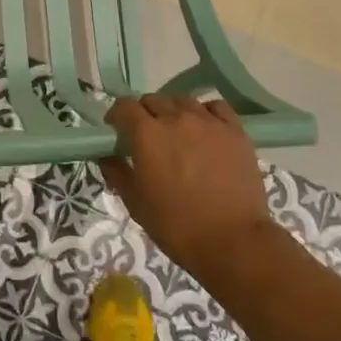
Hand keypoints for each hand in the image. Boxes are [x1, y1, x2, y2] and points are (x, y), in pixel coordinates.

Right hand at [103, 94, 279, 278]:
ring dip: (173, 111)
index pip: (124, 106)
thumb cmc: (177, 226)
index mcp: (147, 134)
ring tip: (177, 132)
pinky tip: (205, 129)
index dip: (117, 116)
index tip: (117, 131)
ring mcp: (208, 122)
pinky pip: (215, 107)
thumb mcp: (136, 204)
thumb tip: (106, 155)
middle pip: (153, 100)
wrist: (233, 241)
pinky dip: (205, 112)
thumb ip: (116, 173)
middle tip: (146, 137)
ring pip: (183, 100)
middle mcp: (175, 118)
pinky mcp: (235, 131)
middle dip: (144, 114)